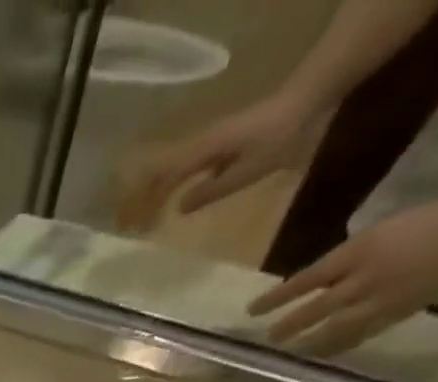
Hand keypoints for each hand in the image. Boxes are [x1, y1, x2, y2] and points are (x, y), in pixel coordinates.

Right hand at [117, 92, 326, 232]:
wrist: (308, 98)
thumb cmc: (280, 136)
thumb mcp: (249, 169)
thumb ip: (213, 189)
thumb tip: (179, 207)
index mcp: (203, 152)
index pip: (163, 180)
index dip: (146, 204)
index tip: (133, 229)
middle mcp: (200, 145)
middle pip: (160, 174)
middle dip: (142, 200)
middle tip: (129, 227)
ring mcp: (208, 144)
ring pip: (169, 171)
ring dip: (154, 195)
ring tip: (143, 219)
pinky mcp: (216, 145)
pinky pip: (183, 169)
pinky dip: (170, 187)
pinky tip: (170, 203)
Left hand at [248, 195, 437, 354]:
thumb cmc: (431, 221)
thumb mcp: (383, 230)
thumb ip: (348, 258)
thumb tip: (317, 281)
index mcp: (361, 249)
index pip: (308, 278)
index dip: (277, 297)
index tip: (252, 310)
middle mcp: (366, 276)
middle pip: (316, 308)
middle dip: (289, 326)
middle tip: (267, 339)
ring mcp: (382, 298)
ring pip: (335, 329)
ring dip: (309, 343)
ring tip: (290, 353)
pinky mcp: (398, 313)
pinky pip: (360, 335)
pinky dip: (338, 346)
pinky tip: (322, 355)